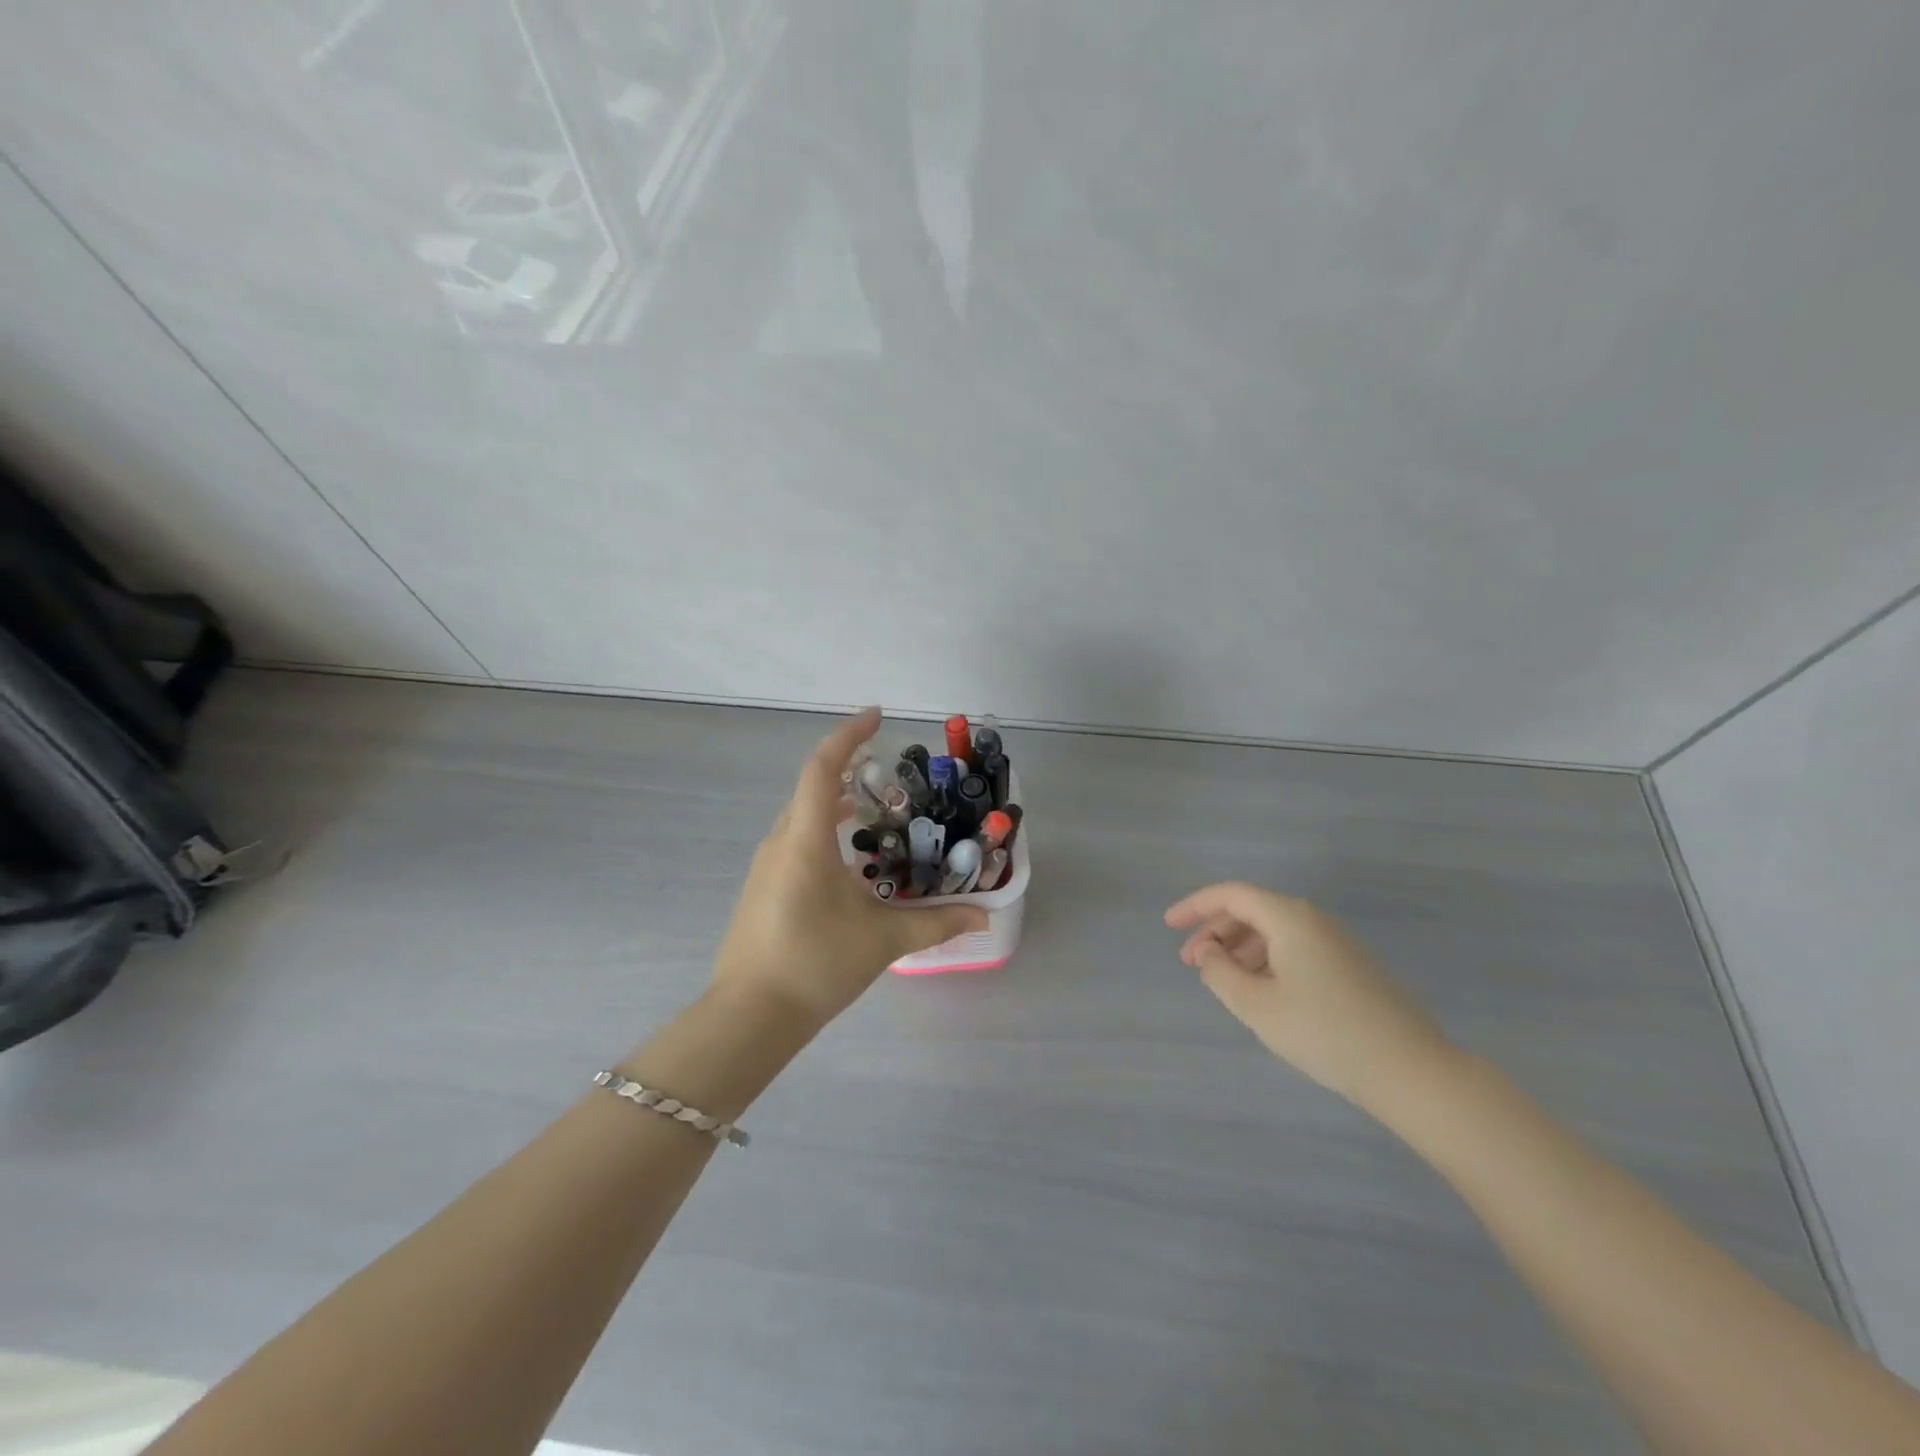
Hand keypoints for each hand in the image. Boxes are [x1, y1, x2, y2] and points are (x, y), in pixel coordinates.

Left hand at [710, 708, 987, 1028]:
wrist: (750, 1016)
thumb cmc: (816, 964)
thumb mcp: (883, 940)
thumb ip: (936, 922)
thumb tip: (982, 915)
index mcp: (805, 840)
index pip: (823, 769)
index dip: (848, 737)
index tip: (877, 718)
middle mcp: (781, 842)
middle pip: (813, 789)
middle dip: (849, 771)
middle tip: (890, 776)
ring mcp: (766, 866)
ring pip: (803, 817)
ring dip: (837, 805)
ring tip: (876, 813)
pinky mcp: (763, 888)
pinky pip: (796, 841)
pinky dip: (825, 833)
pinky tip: (851, 863)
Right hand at [1166, 881, 1454, 1111]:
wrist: (1410, 1070)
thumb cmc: (1324, 1032)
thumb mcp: (1256, 1005)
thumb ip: (1219, 972)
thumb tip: (1207, 951)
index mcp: (1289, 918)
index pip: (1231, 894)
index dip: (1195, 906)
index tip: (1168, 925)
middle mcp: (1314, 920)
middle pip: (1253, 910)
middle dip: (1216, 931)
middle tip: (1192, 962)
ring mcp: (1337, 942)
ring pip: (1275, 930)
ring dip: (1240, 947)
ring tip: (1222, 980)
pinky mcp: (1351, 966)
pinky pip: (1295, 947)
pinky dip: (1267, 959)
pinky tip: (1261, 990)